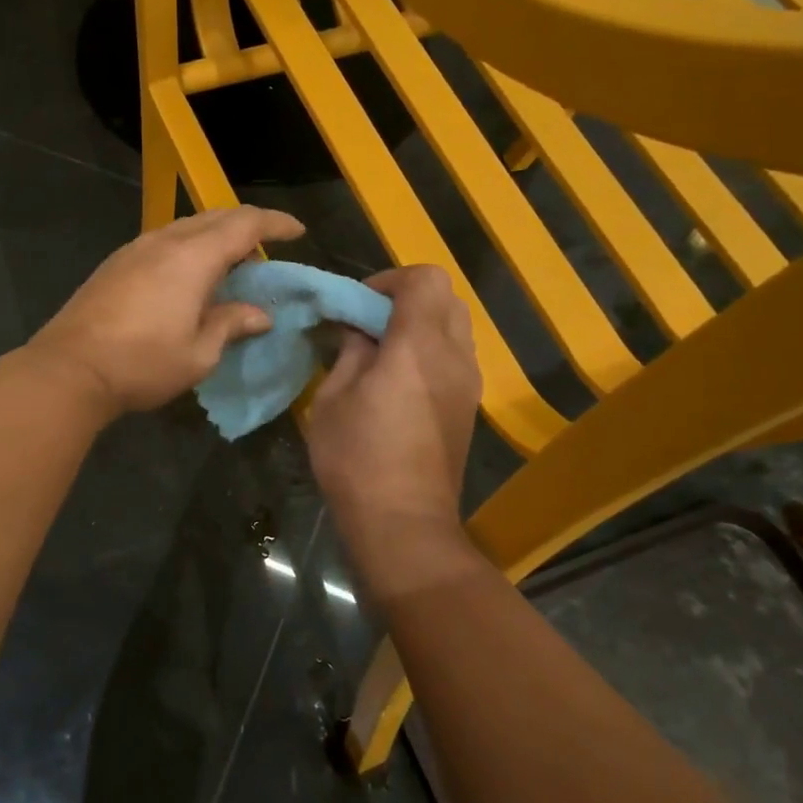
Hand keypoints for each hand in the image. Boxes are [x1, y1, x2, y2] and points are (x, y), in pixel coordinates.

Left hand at [27, 207, 305, 418]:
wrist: (70, 368)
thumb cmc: (142, 364)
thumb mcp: (198, 353)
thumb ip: (231, 324)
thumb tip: (260, 315)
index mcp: (193, 257)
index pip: (245, 225)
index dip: (275, 224)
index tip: (298, 231)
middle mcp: (165, 241)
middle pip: (214, 217)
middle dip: (246, 225)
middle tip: (267, 246)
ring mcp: (135, 249)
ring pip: (186, 226)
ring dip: (215, 235)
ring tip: (231, 260)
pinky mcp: (116, 263)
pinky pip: (164, 240)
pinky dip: (189, 246)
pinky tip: (190, 273)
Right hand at [307, 265, 481, 565]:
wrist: (404, 524)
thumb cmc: (357, 458)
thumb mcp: (334, 398)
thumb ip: (350, 351)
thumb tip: (357, 330)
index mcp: (418, 345)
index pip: (423, 279)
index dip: (388, 279)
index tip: (357, 304)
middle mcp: (454, 355)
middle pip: (446, 296)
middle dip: (406, 297)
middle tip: (369, 322)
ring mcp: (469, 382)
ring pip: (455, 325)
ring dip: (420, 323)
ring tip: (382, 351)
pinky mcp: (469, 405)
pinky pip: (456, 355)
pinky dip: (430, 349)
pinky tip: (399, 379)